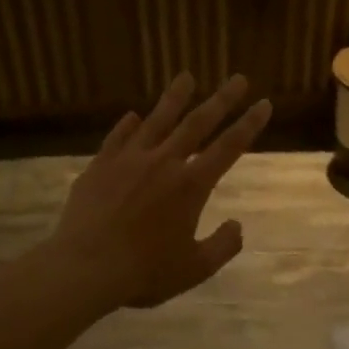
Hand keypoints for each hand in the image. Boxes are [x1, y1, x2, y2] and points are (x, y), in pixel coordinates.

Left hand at [48, 73, 270, 311]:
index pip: (229, 147)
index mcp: (191, 186)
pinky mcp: (100, 166)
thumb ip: (223, 246)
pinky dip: (128, 125)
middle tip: (238, 78)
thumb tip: (237, 226)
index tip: (264, 103)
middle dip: (221, 99)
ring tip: (186, 76)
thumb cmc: (145, 272)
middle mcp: (164, 163)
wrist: (85, 267)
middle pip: (198, 123)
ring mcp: (129, 160)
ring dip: (175, 97)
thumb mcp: (195, 268)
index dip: (249, 124)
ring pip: (156, 120)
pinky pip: (117, 138)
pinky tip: (132, 115)